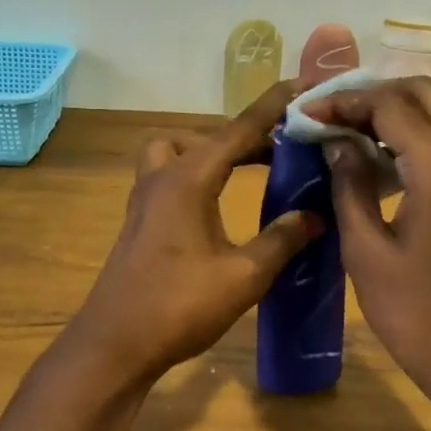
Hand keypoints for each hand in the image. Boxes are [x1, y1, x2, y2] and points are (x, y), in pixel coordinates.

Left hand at [65, 83, 322, 385]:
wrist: (115, 344)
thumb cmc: (179, 306)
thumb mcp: (244, 276)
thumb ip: (282, 240)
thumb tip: (315, 216)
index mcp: (189, 179)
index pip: (238, 130)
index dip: (273, 108)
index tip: (302, 86)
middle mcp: (162, 177)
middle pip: (209, 138)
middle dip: (248, 136)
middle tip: (287, 149)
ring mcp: (145, 198)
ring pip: (178, 152)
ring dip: (212, 152)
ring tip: (249, 171)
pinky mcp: (139, 220)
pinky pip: (170, 176)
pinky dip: (197, 174)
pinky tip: (219, 204)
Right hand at [307, 77, 430, 423]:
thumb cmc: (415, 313)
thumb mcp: (366, 252)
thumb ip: (350, 186)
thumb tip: (337, 143)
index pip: (391, 106)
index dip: (345, 102)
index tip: (307, 113)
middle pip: (423, 92)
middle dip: (373, 93)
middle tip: (330, 114)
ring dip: (393, 110)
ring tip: (345, 129)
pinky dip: (412, 133)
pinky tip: (376, 156)